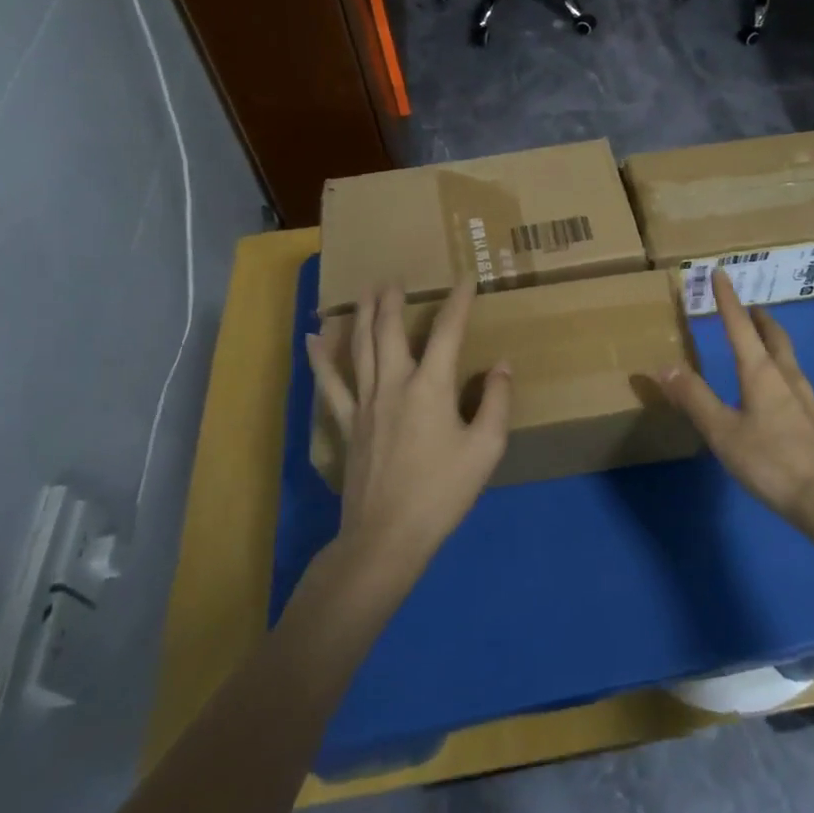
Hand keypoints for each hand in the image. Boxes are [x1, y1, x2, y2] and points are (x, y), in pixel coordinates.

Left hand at [306, 284, 510, 578]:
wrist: (387, 535)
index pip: (448, 332)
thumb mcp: (485, 448)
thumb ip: (496, 401)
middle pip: (391, 330)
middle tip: (395, 277)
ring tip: (365, 290)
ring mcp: (365, 403)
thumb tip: (501, 365)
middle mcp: (394, 384)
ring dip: (364, 315)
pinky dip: (320, 359)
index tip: (467, 278)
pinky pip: (330, 384)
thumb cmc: (442, 491)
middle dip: (394, 300)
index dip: (459, 302)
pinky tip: (312, 339)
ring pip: (361, 347)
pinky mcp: (347, 424)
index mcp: (431, 387)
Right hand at [658, 269, 813, 523]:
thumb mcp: (722, 430)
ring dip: (772, 340)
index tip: (721, 272)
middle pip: (773, 336)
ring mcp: (804, 397)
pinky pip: (793, 377)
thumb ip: (693, 398)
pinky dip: (780, 366)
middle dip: (759, 318)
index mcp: (761, 372)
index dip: (728, 299)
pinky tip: (777, 387)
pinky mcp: (813, 419)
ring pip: (787, 356)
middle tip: (749, 307)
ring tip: (761, 341)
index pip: (740, 326)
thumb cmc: (770, 460)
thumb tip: (664, 365)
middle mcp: (786, 375)